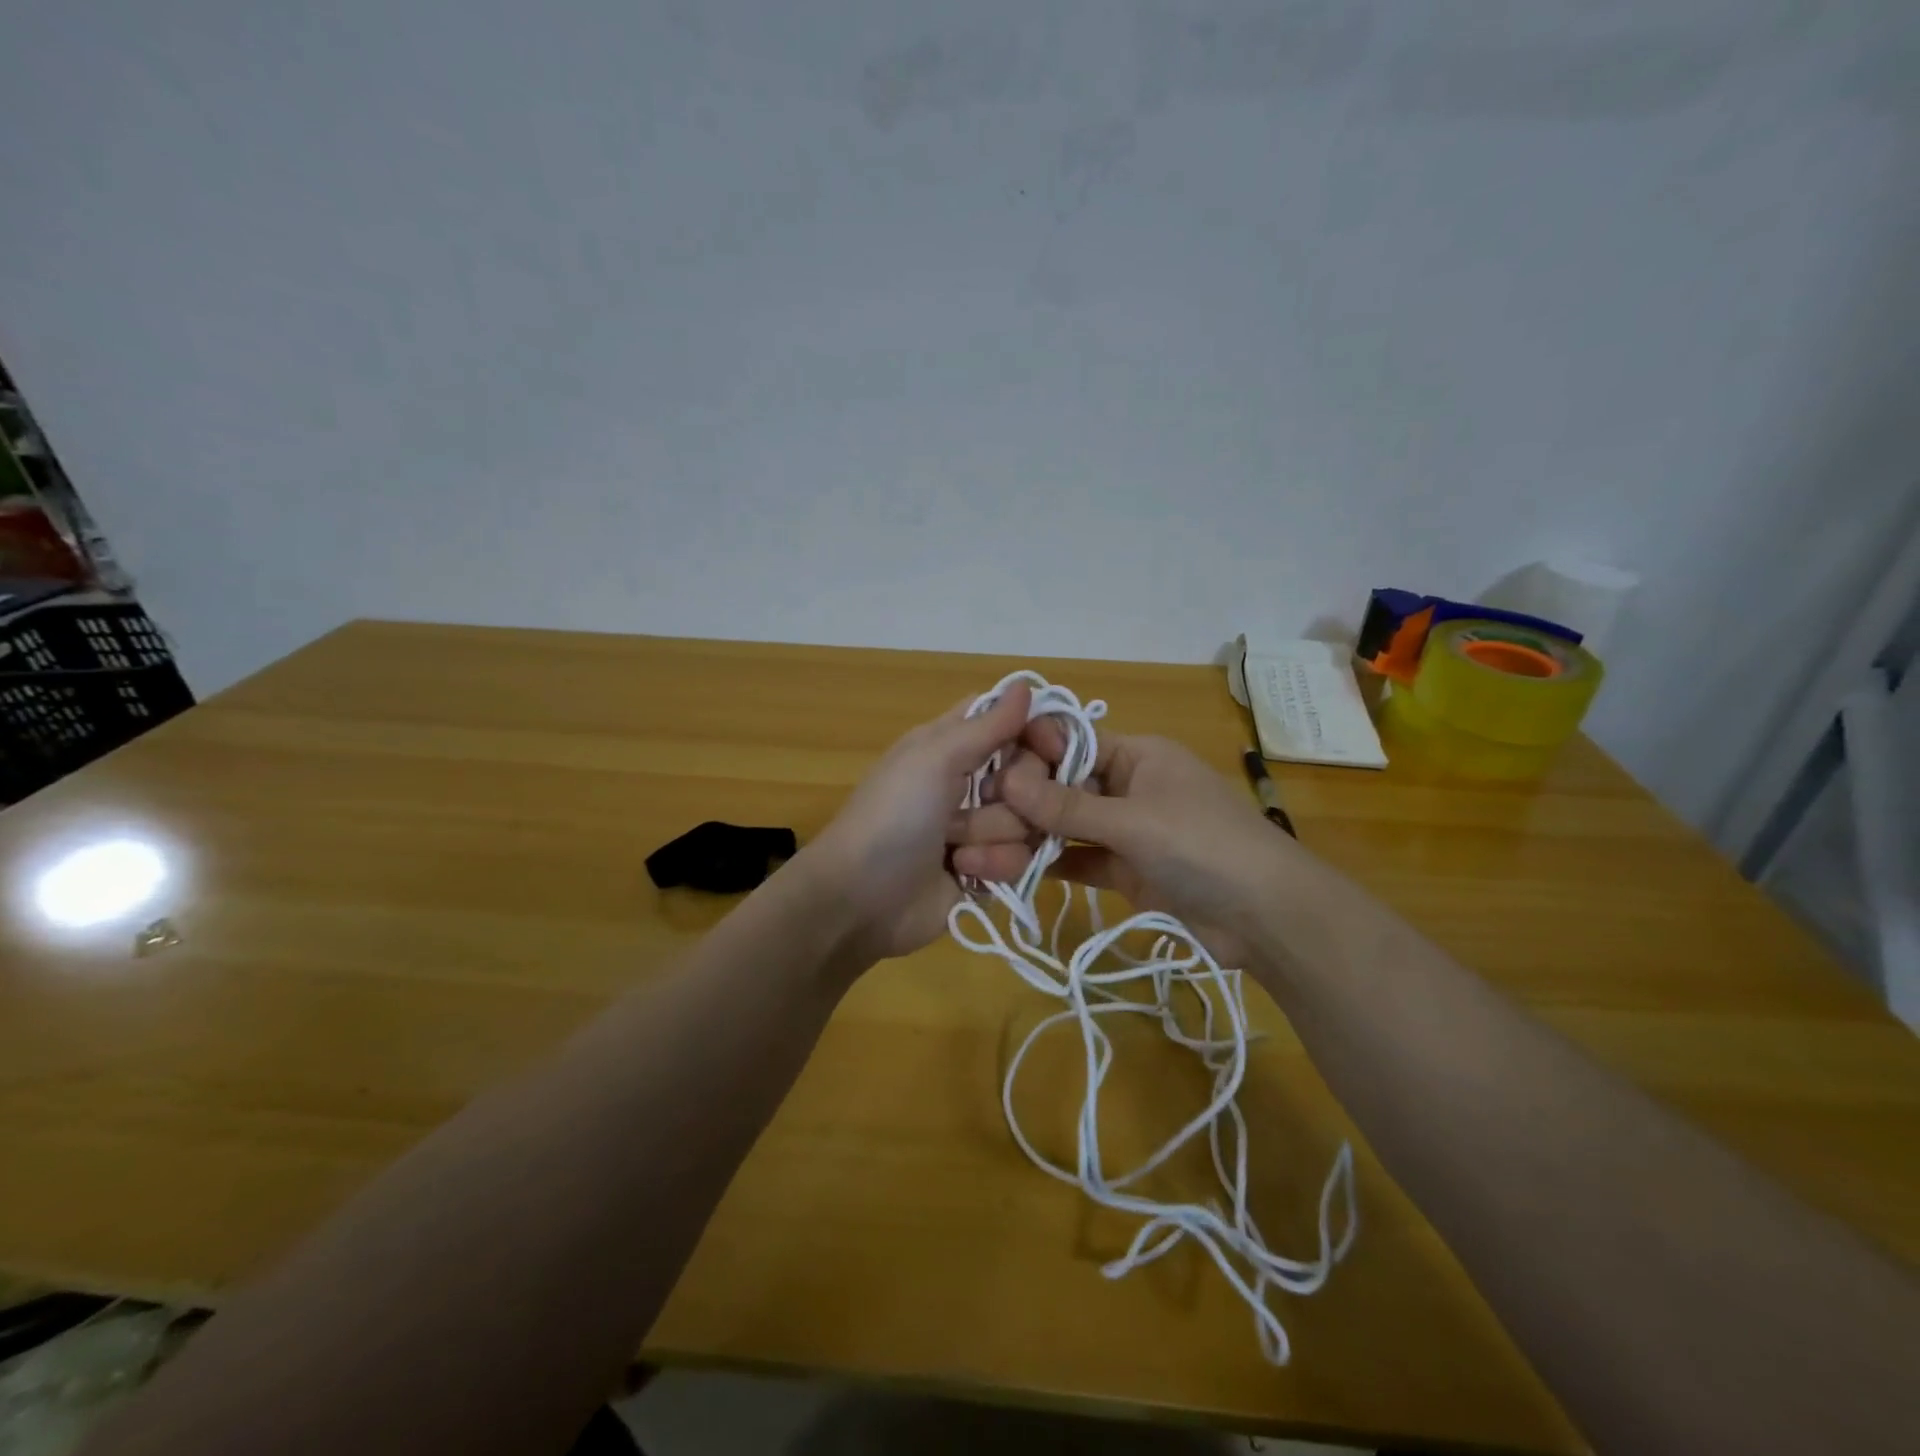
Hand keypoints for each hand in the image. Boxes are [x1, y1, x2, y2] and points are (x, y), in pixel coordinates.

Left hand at [802, 684, 1040, 962]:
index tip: (1051, 746)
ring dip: (995, 835)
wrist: (860, 901)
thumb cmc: (893, 816)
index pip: (1010, 721)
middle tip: (987, 799)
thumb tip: (1024, 684)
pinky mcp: (987, 870)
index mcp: (952, 744)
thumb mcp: (934, 758)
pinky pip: (1022, 860)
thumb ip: (987, 724)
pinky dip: (994, 867)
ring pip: (1030, 820)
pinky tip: (964, 874)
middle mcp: (970, 781)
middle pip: (1030, 772)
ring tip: (957, 848)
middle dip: (1014, 792)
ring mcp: (980, 828)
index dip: (1036, 729)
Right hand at [954, 721, 1306, 960]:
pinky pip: (1081, 859)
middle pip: (1066, 786)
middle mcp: (1130, 786)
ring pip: (1070, 826)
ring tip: (981, 846)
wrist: (1267, 917)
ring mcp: (1129, 830)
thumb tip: (1006, 781)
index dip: (1031, 754)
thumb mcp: (1133, 821)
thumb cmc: (1203, 845)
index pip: (1073, 743)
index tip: (986, 770)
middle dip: (1024, 800)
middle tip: (974, 815)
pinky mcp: (1128, 870)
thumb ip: (1068, 807)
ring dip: (1032, 836)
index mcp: (1138, 755)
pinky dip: (1052, 864)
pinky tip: (1011, 870)